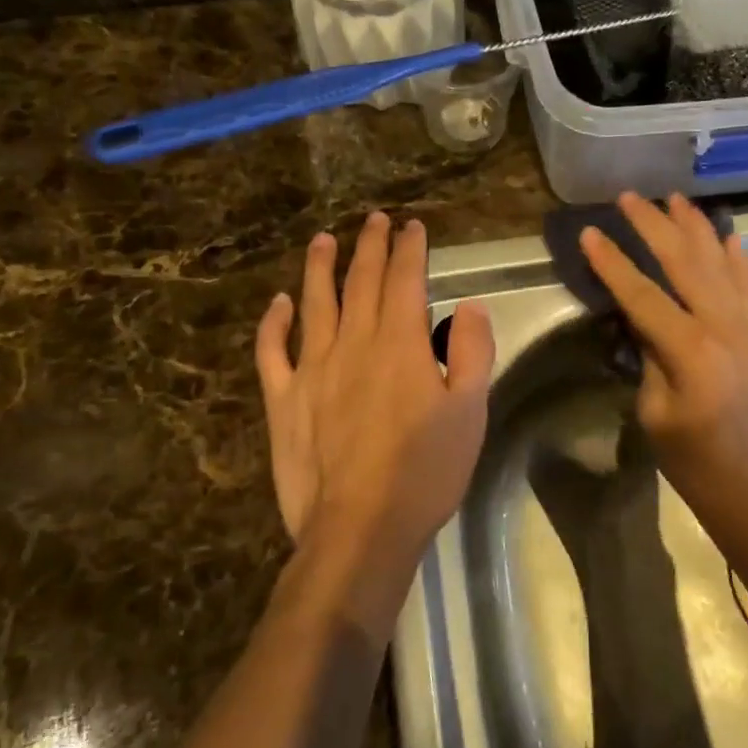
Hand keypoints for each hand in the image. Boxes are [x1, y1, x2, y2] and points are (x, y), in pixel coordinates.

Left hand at [255, 213, 494, 631]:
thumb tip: (470, 307)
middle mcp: (354, 343)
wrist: (360, 527)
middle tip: (374, 220)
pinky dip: (274, 323)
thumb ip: (474, 352)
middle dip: (370, 246)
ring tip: (324, 239)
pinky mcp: (284, 399)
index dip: (409, 249)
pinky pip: (273, 351)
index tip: (412, 227)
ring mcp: (312, 369)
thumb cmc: (425, 471)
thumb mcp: (471, 412)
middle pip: (361, 282)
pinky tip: (279, 303)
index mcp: (401, 344)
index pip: (405, 280)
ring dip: (320, 267)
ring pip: (315, 303)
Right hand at [579, 193, 747, 514]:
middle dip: (655, 227)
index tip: (589, 233)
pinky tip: (728, 237)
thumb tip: (640, 318)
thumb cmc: (693, 460)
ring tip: (676, 198)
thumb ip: (649, 355)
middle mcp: (724, 327)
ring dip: (696, 228)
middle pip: (685, 263)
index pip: (643, 294)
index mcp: (691, 350)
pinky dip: (737, 258)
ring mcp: (747, 329)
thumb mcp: (655, 409)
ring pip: (721, 264)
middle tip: (629, 197)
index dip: (614, 263)